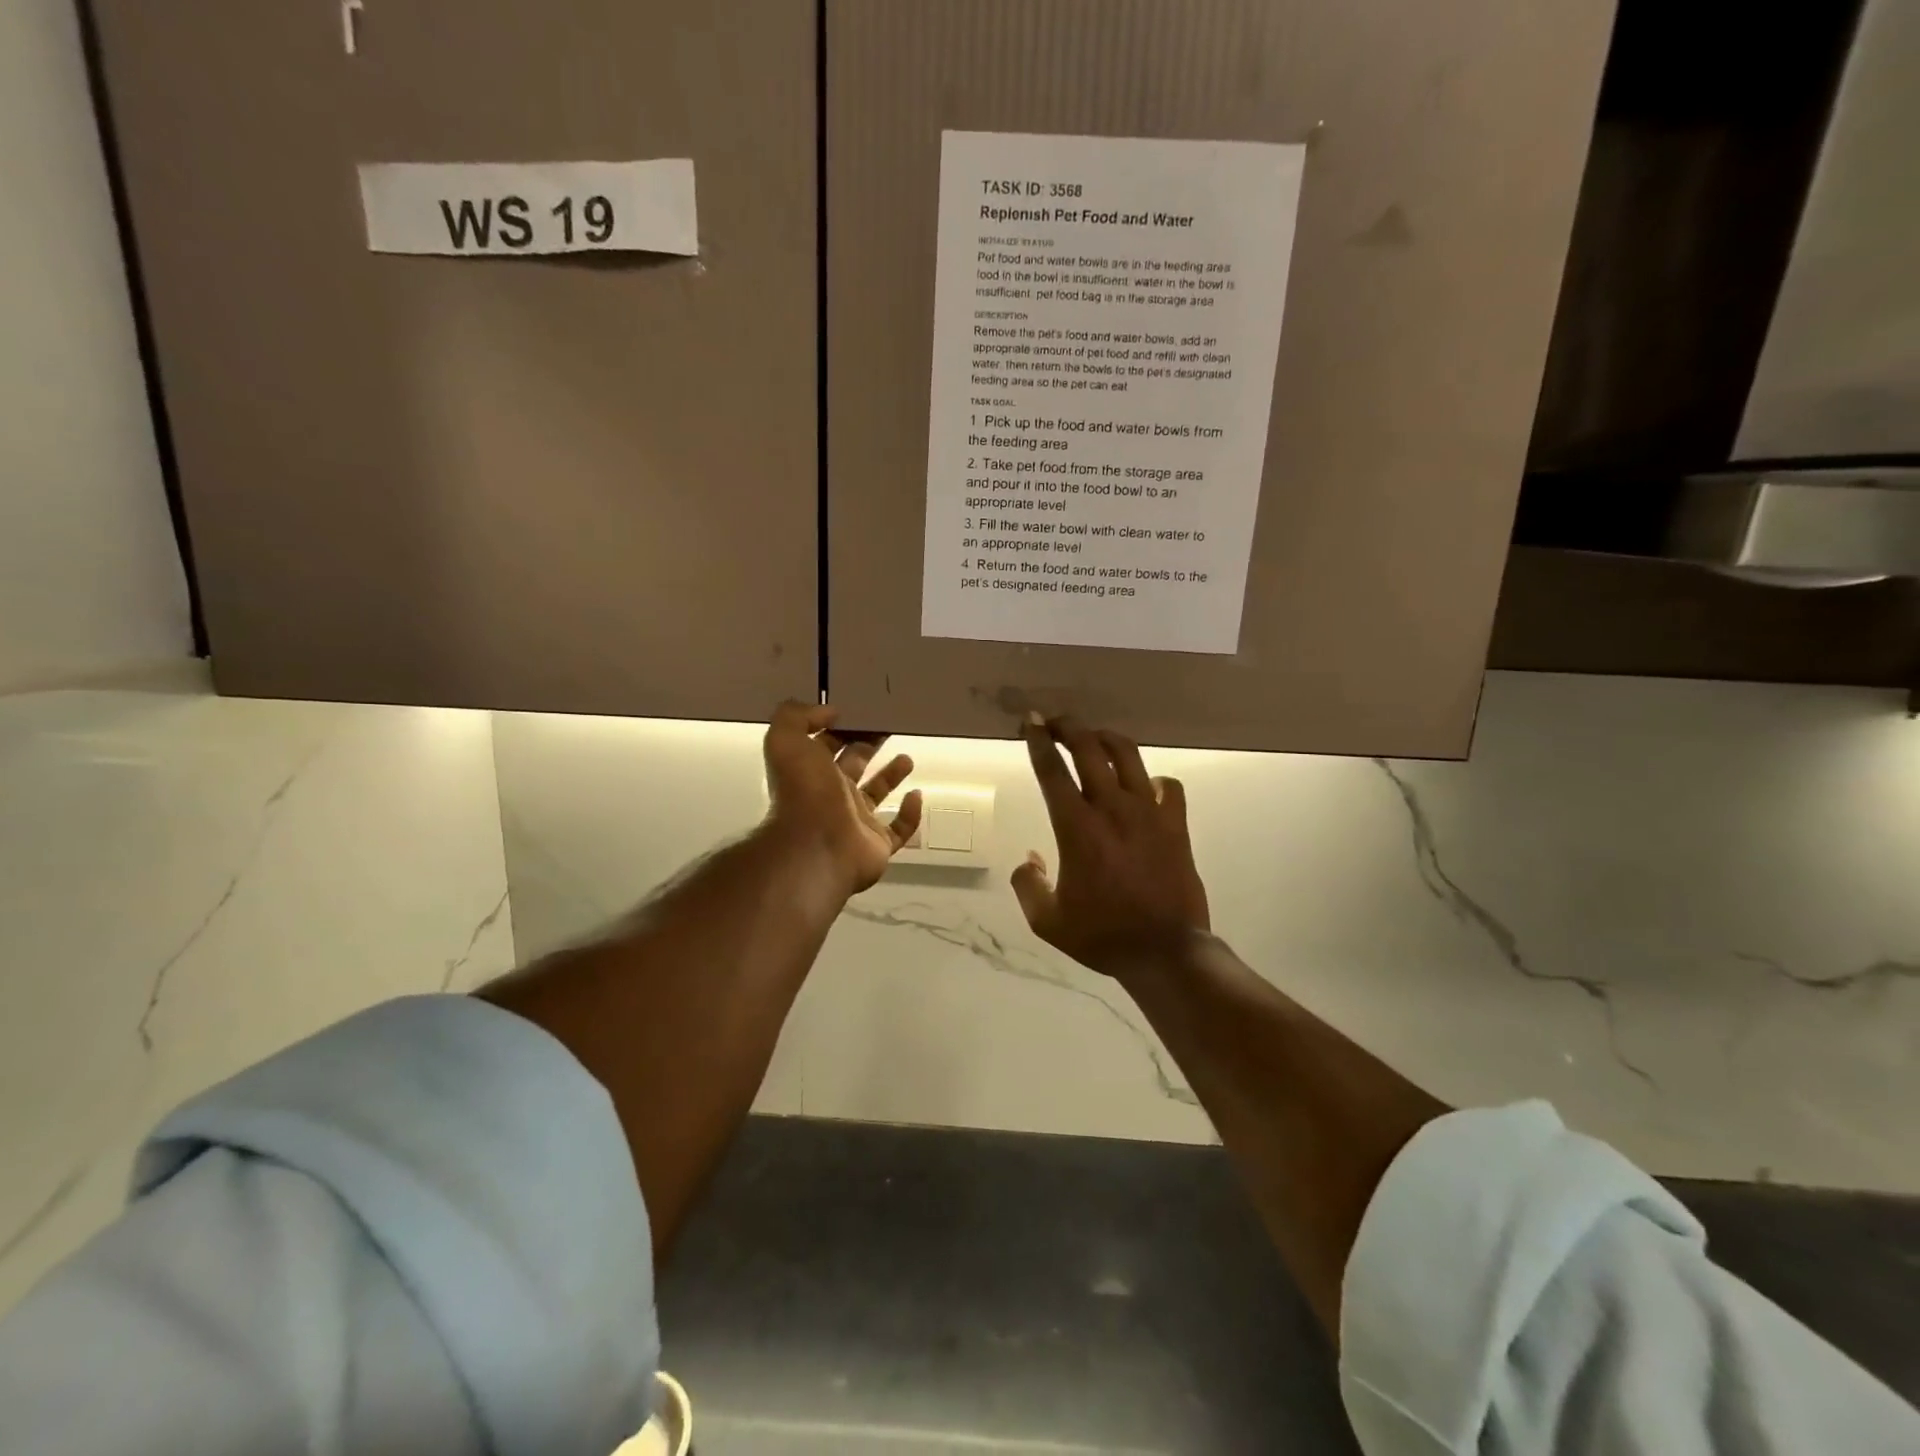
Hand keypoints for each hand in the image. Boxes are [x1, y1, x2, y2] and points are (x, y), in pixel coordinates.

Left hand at [763, 702, 922, 894]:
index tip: (862, 711)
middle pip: (854, 766)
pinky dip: (910, 815)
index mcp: (812, 772)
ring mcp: (856, 823)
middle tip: (888, 727)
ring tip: (907, 758)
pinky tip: (916, 796)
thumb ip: (798, 716)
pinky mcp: (878, 845)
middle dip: (868, 746)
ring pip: (877, 795)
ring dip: (891, 776)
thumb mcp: (786, 741)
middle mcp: (833, 796)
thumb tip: (829, 711)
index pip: (827, 745)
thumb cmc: (804, 792)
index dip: (841, 728)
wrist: (815, 848)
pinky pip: (899, 830)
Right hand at [1013, 716, 1210, 979]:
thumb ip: (1028, 884)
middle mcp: (1112, 808)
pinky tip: (1144, 786)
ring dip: (1106, 738)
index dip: (1038, 740)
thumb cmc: (1102, 935)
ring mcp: (1148, 812)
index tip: (1030, 721)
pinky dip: (1152, 779)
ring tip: (1094, 737)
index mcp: (1076, 827)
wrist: (1164, 951)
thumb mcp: (1047, 920)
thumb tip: (1029, 857)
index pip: (1052, 770)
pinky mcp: (1175, 824)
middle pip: (1089, 748)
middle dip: (1068, 726)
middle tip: (1055, 721)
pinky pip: (1167, 785)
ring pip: (1128, 755)